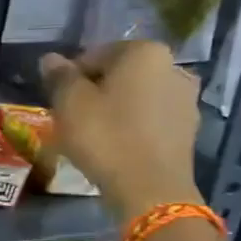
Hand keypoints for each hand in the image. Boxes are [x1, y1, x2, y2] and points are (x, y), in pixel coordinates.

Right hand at [41, 42, 202, 224]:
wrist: (150, 188)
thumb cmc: (105, 136)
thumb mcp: (70, 103)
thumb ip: (60, 76)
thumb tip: (51, 59)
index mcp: (144, 52)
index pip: (94, 55)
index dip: (70, 77)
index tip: (58, 101)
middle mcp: (173, 66)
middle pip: (119, 74)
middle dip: (95, 91)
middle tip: (73, 117)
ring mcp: (186, 99)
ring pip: (136, 97)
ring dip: (115, 108)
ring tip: (93, 134)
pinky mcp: (189, 128)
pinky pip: (151, 118)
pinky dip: (132, 126)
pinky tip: (116, 146)